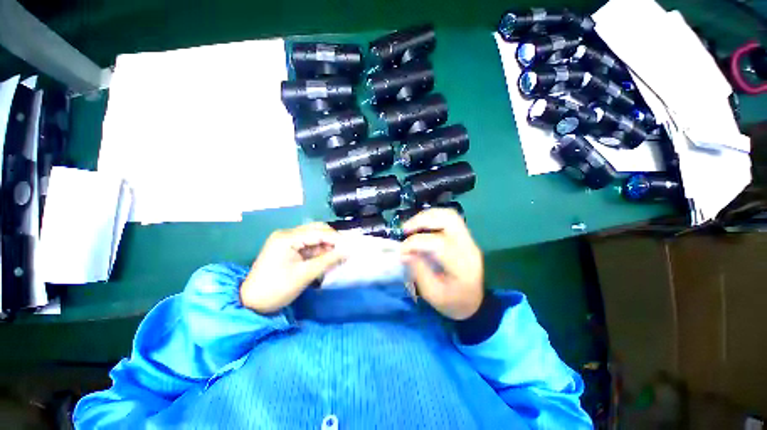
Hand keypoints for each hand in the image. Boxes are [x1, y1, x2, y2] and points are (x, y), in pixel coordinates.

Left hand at [240, 223, 343, 312]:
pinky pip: (308, 244)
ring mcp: (286, 240)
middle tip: (344, 251)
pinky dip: (318, 250)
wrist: (250, 303)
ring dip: (326, 245)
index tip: (351, 247)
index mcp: (287, 238)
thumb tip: (349, 251)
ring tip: (337, 256)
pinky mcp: (287, 247)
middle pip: (316, 229)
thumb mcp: (305, 274)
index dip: (336, 239)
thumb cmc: (277, 289)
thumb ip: (329, 260)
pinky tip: (326, 258)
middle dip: (332, 239)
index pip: (318, 232)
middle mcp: (286, 234)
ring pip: (313, 236)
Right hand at [400, 208, 483, 319]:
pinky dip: (432, 219)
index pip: (438, 243)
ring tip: (411, 226)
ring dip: (427, 216)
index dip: (415, 243)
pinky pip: (448, 219)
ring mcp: (469, 240)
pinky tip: (421, 227)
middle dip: (422, 219)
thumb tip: (404, 252)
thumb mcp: (433, 294)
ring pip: (449, 214)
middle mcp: (468, 247)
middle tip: (405, 229)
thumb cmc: (453, 303)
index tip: (402, 251)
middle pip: (448, 219)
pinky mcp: (465, 237)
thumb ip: (419, 271)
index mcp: (462, 265)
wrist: (475, 304)